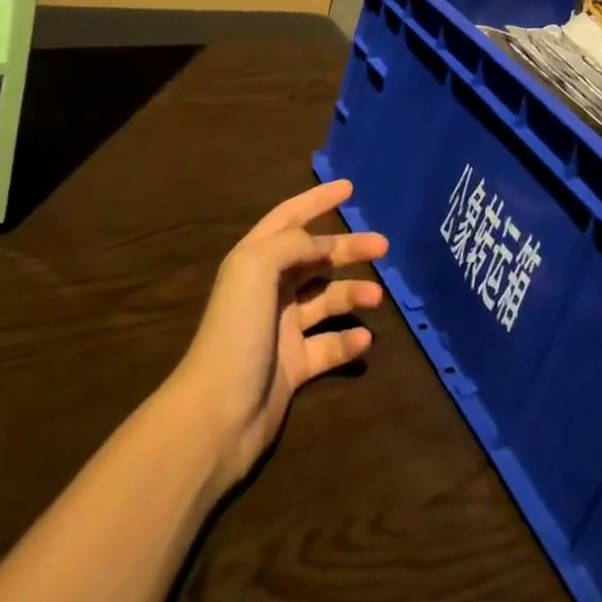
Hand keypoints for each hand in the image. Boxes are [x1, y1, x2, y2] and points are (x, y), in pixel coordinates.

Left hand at [167, 180, 387, 490]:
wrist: (218, 413)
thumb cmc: (236, 329)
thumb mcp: (256, 268)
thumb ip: (292, 244)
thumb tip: (322, 244)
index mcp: (254, 260)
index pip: (289, 218)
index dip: (317, 200)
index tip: (349, 187)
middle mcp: (268, 288)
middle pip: (315, 258)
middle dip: (347, 248)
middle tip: (383, 245)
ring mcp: (282, 328)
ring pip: (325, 300)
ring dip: (352, 294)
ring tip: (376, 297)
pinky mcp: (294, 365)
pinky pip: (328, 346)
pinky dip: (347, 341)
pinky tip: (364, 341)